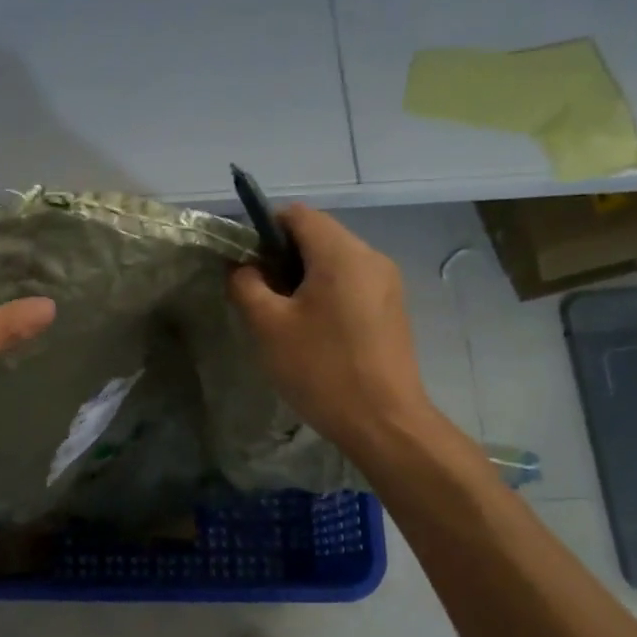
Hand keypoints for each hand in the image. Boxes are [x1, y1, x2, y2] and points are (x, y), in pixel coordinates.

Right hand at [228, 206, 435, 456]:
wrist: (383, 421)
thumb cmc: (320, 368)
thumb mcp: (267, 326)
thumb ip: (246, 285)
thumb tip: (244, 267)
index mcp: (341, 253)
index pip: (296, 214)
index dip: (263, 230)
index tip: (246, 266)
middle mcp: (370, 257)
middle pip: (317, 235)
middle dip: (282, 257)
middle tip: (260, 297)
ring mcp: (387, 283)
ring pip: (334, 261)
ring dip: (303, 278)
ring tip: (284, 319)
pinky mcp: (392, 308)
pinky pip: (351, 284)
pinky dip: (326, 294)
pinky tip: (314, 332)